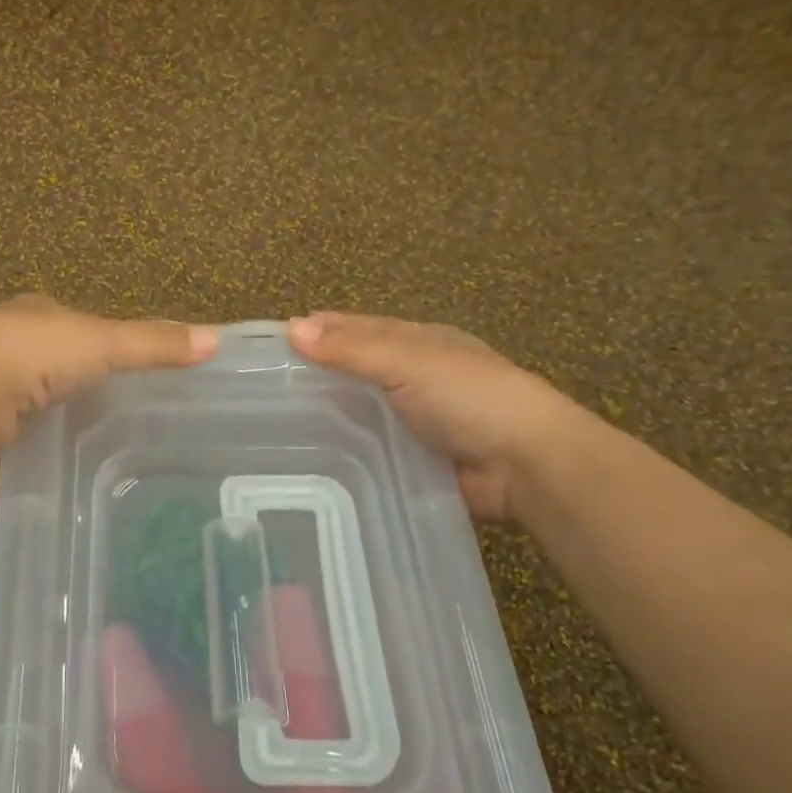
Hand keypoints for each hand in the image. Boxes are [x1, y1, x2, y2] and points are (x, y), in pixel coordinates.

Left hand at [0, 296, 218, 454]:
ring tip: (84, 423)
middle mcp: (10, 338)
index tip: (123, 355)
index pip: (76, 320)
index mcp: (39, 312)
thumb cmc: (35, 352)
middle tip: (108, 396)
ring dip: (49, 399)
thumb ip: (153, 343)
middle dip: (72, 369)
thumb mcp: (104, 343)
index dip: (100, 334)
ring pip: (30, 387)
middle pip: (51, 352)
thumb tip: (217, 339)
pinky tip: (47, 442)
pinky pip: (16, 419)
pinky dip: (31, 427)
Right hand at [287, 312, 587, 523]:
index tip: (276, 340)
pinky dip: (346, 451)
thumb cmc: (469, 397)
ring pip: (363, 412)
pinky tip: (311, 459)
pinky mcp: (415, 460)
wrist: (525, 464)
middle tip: (266, 388)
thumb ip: (351, 349)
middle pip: (359, 370)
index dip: (322, 330)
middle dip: (320, 374)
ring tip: (277, 427)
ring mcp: (417, 421)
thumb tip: (291, 328)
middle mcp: (417, 378)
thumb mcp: (408, 362)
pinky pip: (372, 450)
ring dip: (330, 416)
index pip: (360, 330)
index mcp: (420, 343)